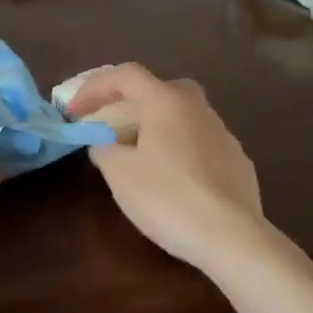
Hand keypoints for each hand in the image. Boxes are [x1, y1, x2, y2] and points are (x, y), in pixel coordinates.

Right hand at [66, 63, 264, 269]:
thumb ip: (104, 148)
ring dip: (156, 128)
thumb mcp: (119, 174)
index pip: (125, 75)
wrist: (232, 237)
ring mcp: (223, 133)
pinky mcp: (238, 161)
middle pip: (159, 90)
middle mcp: (197, 108)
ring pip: (182, 117)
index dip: (94, 88)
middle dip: (130, 103)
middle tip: (112, 126)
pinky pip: (199, 143)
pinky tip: (172, 180)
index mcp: (166, 101)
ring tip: (139, 157)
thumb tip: (105, 142)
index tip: (74, 112)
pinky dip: (179, 150)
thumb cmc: (168, 197)